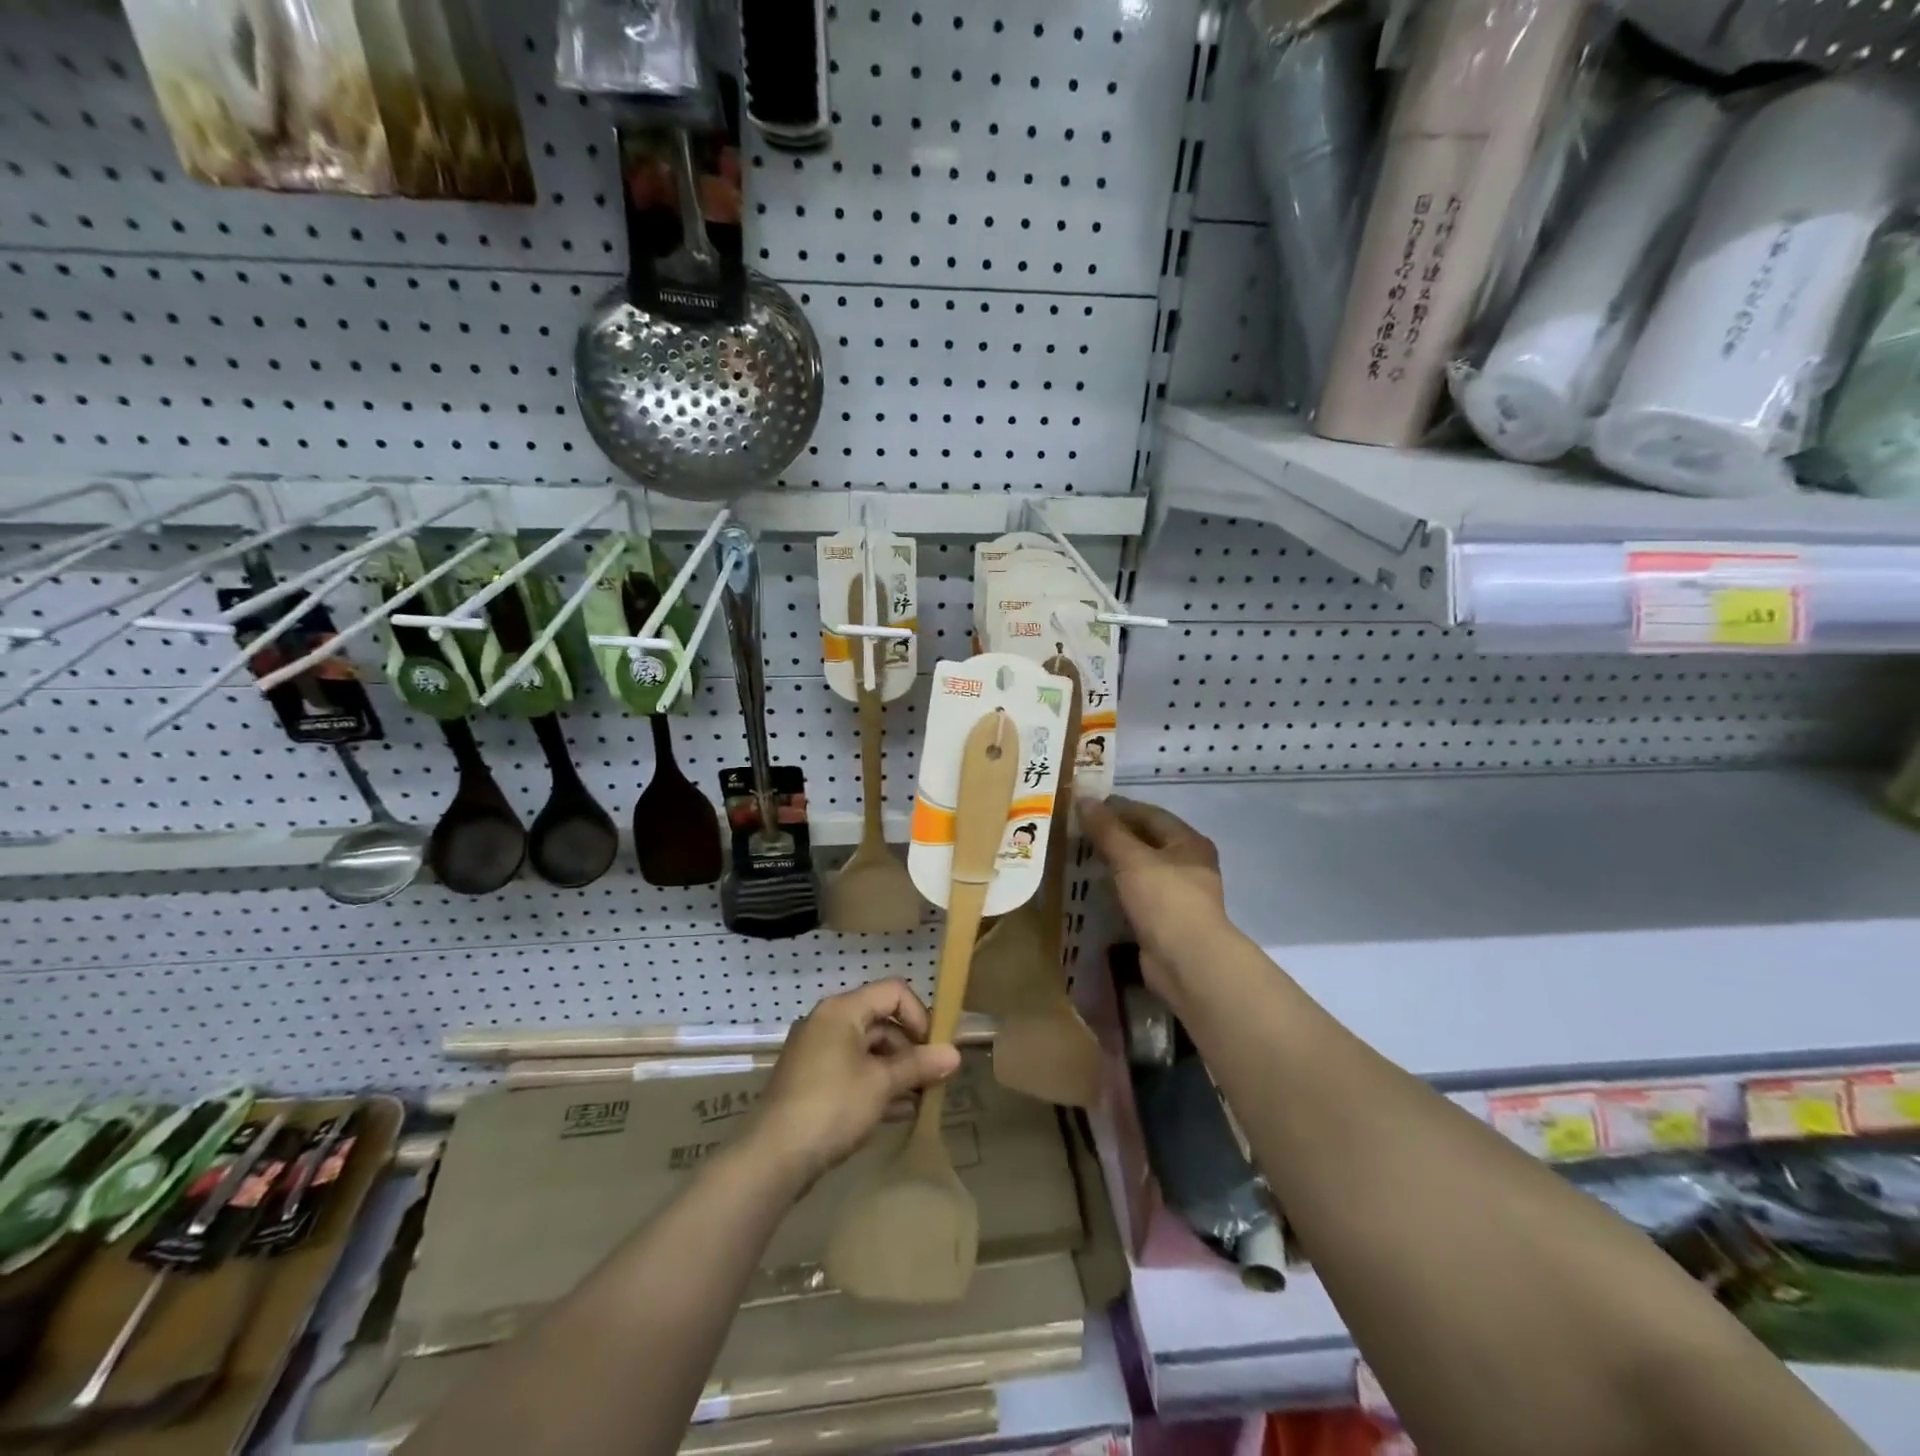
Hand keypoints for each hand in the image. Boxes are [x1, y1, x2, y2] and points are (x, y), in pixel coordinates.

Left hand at [749, 979, 960, 1191]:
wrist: (772, 1157)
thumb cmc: (832, 1106)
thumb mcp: (882, 1084)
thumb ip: (919, 1066)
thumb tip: (955, 1054)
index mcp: (842, 1010)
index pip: (894, 992)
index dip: (919, 1015)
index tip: (934, 1049)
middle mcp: (828, 1022)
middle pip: (882, 1022)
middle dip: (911, 1049)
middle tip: (932, 1079)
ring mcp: (817, 1053)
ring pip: (868, 1051)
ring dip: (897, 1071)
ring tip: (920, 1100)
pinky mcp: (812, 1082)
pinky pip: (853, 1072)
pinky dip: (876, 1086)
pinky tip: (898, 1113)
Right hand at [1078, 794, 1229, 990]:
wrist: (1187, 961)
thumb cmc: (1164, 899)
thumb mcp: (1131, 858)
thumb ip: (1107, 829)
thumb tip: (1084, 799)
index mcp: (1188, 842)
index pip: (1150, 814)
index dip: (1118, 808)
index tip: (1086, 806)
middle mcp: (1188, 864)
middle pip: (1146, 841)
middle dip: (1114, 835)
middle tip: (1079, 831)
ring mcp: (1178, 895)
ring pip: (1141, 869)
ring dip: (1115, 863)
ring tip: (1081, 857)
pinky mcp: (1166, 920)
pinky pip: (1137, 895)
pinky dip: (1118, 888)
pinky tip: (1095, 888)